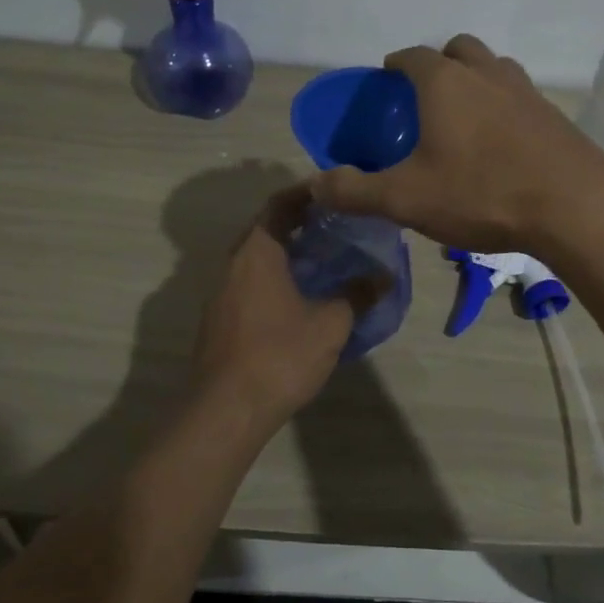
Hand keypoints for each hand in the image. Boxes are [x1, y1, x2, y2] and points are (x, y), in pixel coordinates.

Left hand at [189, 186, 385, 433]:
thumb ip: (357, 295)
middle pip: (266, 229)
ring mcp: (221, 293)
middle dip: (300, 223)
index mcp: (257, 252)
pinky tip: (300, 297)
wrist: (225, 410)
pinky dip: (275, 277)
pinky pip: (249, 282)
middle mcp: (233, 264)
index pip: (279, 204)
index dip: (306, 193)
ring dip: (287, 253)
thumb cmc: (279, 356)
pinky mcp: (219, 319)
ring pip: (257, 258)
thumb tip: (384, 276)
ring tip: (325, 259)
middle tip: (337, 225)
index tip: (333, 192)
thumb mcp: (330, 325)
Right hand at [306, 34, 603, 254]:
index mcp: (445, 83)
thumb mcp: (405, 199)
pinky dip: (504, 106)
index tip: (386, 78)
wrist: (574, 208)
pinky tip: (501, 144)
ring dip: (476, 79)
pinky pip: (521, 96)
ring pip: (495, 68)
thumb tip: (315, 184)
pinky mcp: (554, 115)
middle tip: (426, 95)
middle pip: (459, 48)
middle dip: (439, 62)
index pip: (412, 56)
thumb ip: (354, 191)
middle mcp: (487, 74)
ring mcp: (526, 91)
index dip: (395, 64)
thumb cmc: (481, 193)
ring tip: (464, 116)